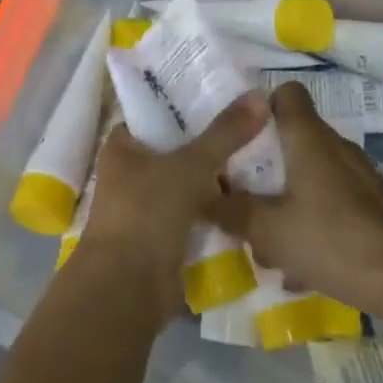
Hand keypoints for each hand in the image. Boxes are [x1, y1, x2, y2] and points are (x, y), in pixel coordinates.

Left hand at [72, 94, 270, 327]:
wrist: (128, 289)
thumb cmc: (147, 213)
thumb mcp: (190, 166)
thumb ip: (225, 133)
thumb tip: (260, 94)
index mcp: (122, 146)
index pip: (156, 113)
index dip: (188, 103)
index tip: (226, 93)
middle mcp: (130, 172)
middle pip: (176, 147)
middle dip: (210, 140)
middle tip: (254, 122)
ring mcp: (146, 205)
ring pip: (187, 181)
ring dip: (216, 175)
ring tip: (260, 153)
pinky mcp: (163, 235)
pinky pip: (194, 211)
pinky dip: (216, 206)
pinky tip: (250, 195)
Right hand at [207, 82, 382, 311]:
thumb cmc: (332, 238)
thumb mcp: (267, 229)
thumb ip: (232, 211)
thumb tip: (204, 199)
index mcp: (308, 138)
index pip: (286, 94)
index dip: (260, 108)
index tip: (237, 135)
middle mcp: (335, 147)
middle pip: (292, 139)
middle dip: (264, 165)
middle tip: (239, 192)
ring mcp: (357, 177)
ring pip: (309, 176)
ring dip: (285, 200)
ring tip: (264, 240)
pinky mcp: (371, 207)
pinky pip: (329, 204)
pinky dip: (310, 223)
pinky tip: (298, 265)